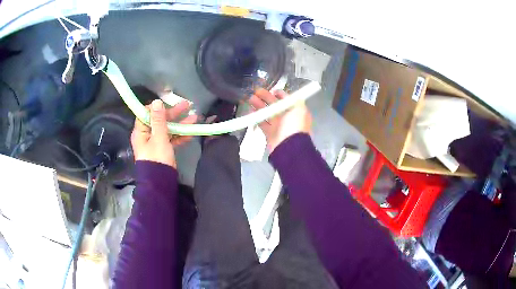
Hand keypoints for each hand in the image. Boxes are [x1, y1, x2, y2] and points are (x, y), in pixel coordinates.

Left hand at [131, 99, 197, 167]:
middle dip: (174, 113)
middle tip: (187, 106)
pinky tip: (191, 133)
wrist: (160, 183)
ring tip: (194, 118)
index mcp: (141, 131)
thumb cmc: (157, 158)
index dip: (157, 107)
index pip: (147, 113)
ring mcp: (155, 143)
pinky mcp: (163, 149)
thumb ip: (159, 120)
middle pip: (159, 120)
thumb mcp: (159, 137)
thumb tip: (157, 101)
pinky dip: (180, 135)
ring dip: (180, 124)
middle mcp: (146, 135)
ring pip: (167, 129)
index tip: (169, 103)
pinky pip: (171, 139)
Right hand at [249, 89, 311, 152]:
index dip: (279, 94)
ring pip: (267, 112)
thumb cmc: (295, 126)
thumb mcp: (300, 109)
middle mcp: (287, 117)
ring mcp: (278, 126)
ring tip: (249, 99)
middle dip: (265, 97)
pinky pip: (262, 123)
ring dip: (258, 105)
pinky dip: (255, 117)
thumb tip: (288, 95)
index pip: (287, 99)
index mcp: (296, 111)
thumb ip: (295, 100)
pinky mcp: (270, 133)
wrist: (290, 148)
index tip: (271, 90)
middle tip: (255, 91)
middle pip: (275, 105)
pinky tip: (250, 110)